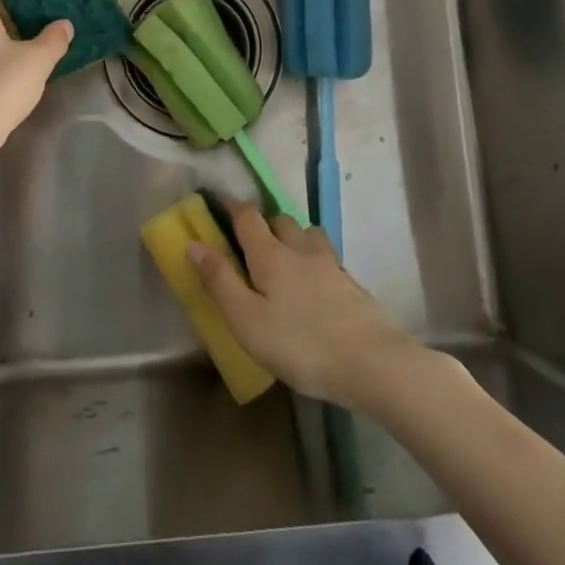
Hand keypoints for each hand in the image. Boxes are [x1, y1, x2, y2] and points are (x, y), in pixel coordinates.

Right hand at [187, 201, 422, 410]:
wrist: (371, 361)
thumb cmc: (300, 344)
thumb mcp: (247, 320)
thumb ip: (219, 281)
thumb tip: (193, 243)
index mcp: (270, 255)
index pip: (248, 216)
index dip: (231, 206)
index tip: (218, 203)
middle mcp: (300, 249)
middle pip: (279, 220)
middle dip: (262, 223)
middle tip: (249, 242)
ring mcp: (330, 264)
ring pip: (306, 234)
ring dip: (291, 236)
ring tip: (283, 259)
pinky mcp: (350, 283)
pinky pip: (325, 257)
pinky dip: (312, 259)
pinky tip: (313, 284)